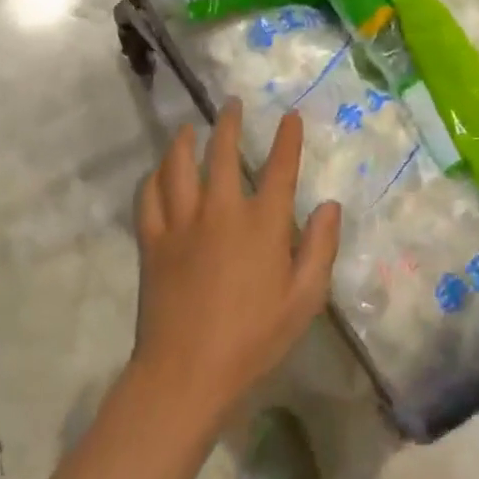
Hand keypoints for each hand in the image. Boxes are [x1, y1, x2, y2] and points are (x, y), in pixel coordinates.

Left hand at [130, 103, 341, 425]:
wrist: (185, 374)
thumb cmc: (253, 339)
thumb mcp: (304, 300)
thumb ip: (321, 248)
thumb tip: (329, 205)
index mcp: (262, 224)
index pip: (280, 168)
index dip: (288, 138)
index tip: (290, 115)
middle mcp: (221, 211)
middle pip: (223, 153)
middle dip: (229, 123)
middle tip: (231, 104)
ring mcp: (182, 224)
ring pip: (179, 166)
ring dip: (185, 141)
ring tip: (189, 128)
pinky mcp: (153, 242)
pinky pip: (149, 197)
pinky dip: (154, 178)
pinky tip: (158, 172)